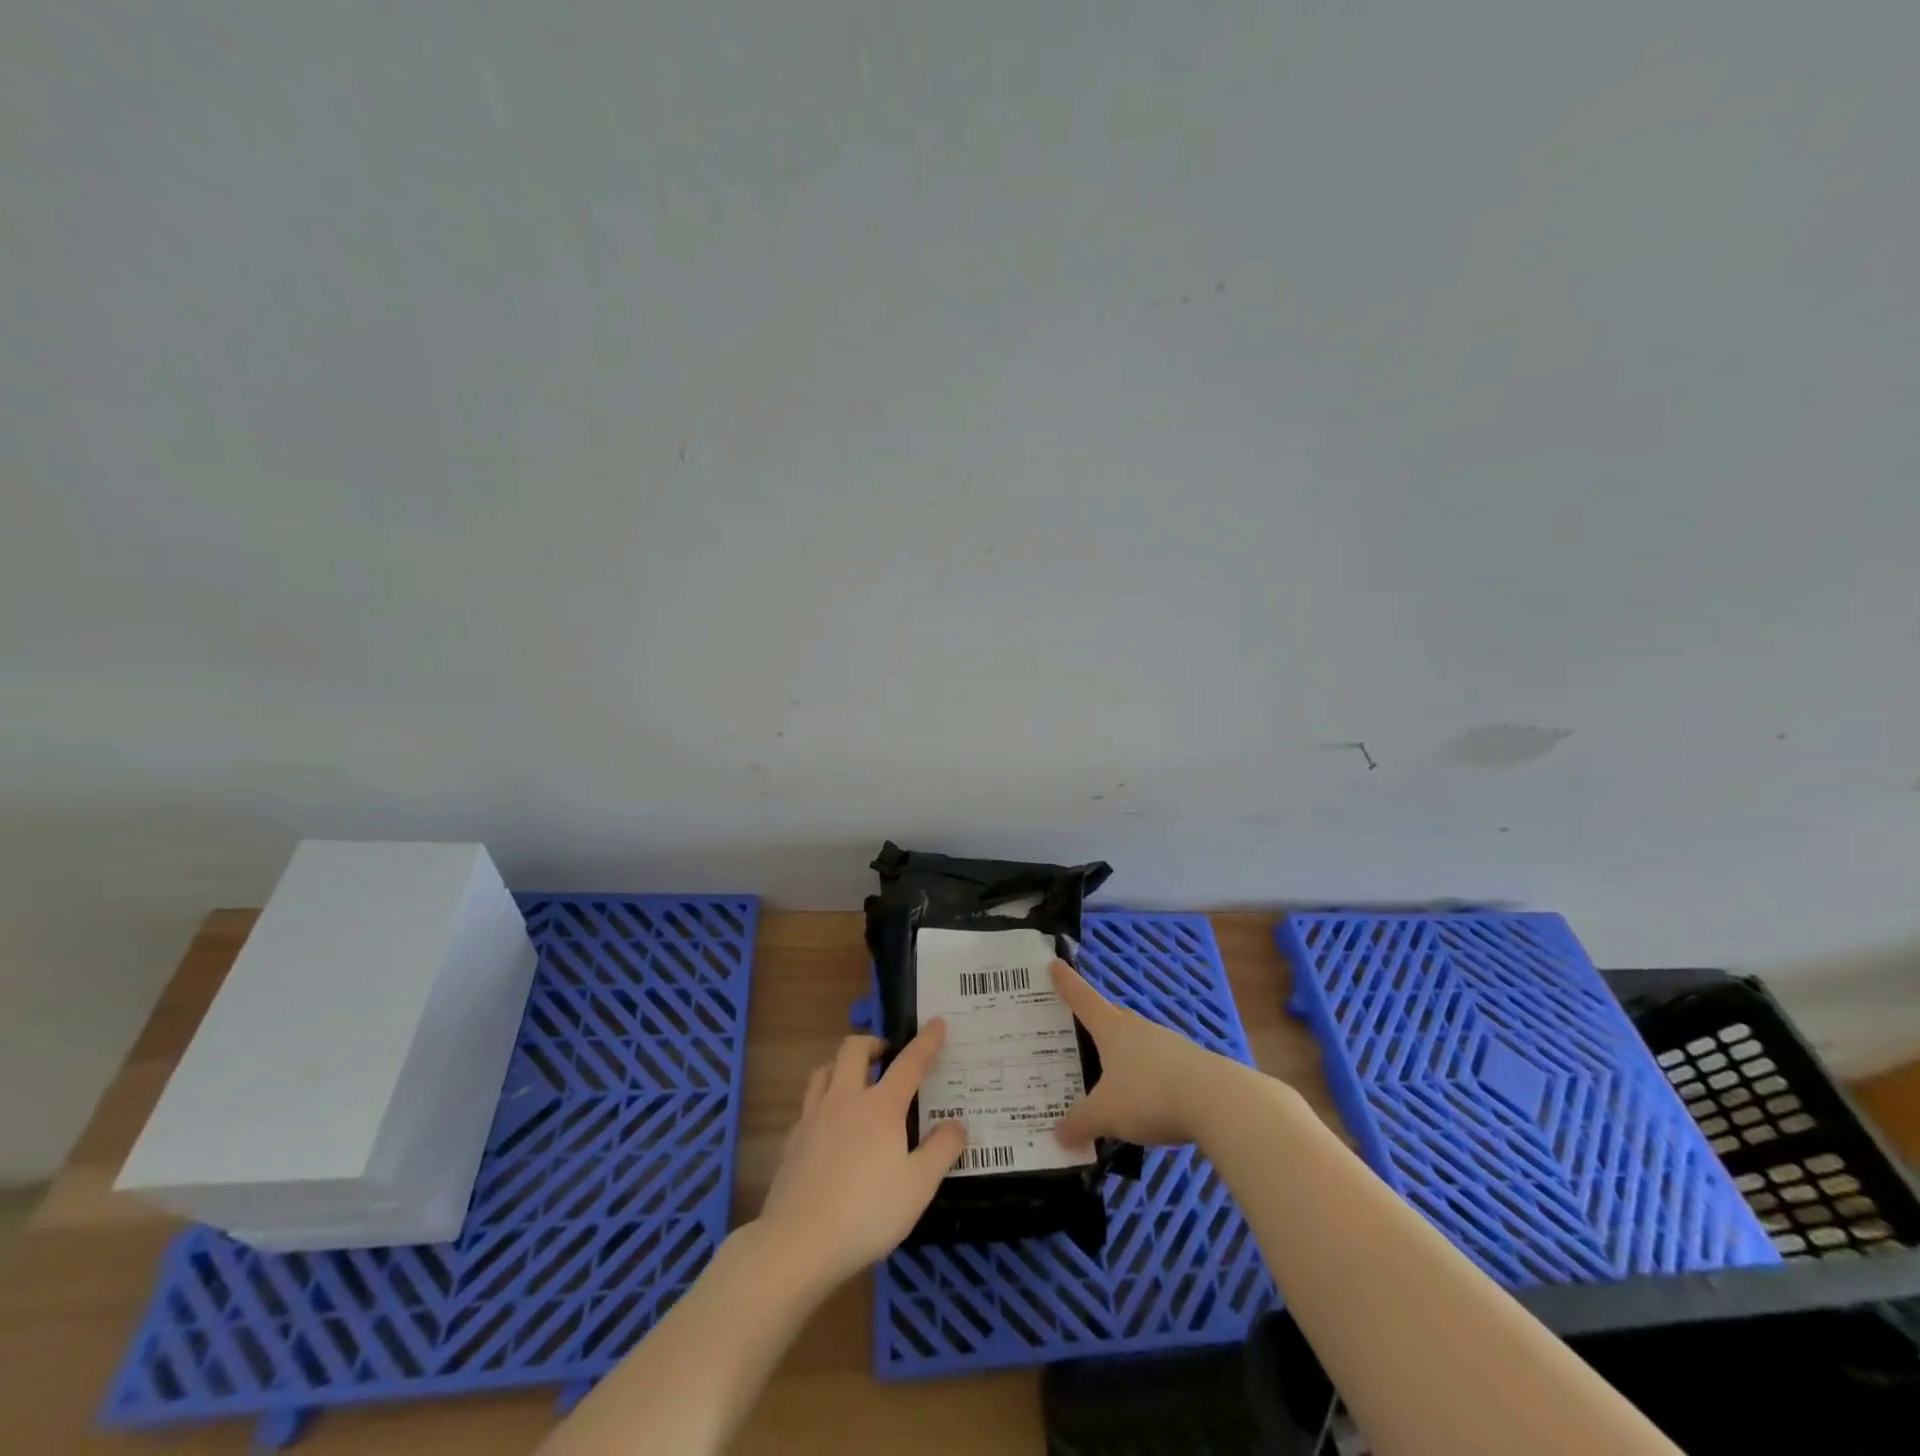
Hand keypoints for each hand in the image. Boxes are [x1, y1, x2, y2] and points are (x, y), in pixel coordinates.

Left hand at [755, 1023, 967, 1290]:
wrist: (797, 1243)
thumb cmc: (866, 1213)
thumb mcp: (918, 1187)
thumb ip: (941, 1151)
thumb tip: (957, 1124)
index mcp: (880, 1107)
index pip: (909, 1063)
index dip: (926, 1041)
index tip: (937, 1022)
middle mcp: (845, 1100)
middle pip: (854, 1049)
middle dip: (873, 1043)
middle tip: (888, 1057)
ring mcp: (813, 1117)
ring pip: (825, 1070)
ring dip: (843, 1065)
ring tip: (856, 1081)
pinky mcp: (792, 1140)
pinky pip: (809, 1103)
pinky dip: (824, 1100)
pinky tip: (830, 1125)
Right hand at [1052, 959, 1236, 1148]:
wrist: (1218, 1102)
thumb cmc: (1149, 1095)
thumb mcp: (1106, 1115)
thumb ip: (1080, 1123)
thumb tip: (1057, 1135)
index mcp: (1112, 1029)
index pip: (1083, 1000)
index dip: (1067, 983)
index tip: (1055, 963)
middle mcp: (1138, 1029)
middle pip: (1113, 1016)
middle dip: (1098, 1019)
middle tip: (1081, 1026)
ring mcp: (1168, 1044)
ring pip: (1138, 1042)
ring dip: (1125, 1052)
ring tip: (1112, 1072)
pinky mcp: (1191, 1065)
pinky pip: (1160, 1065)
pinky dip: (1148, 1076)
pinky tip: (1146, 1097)